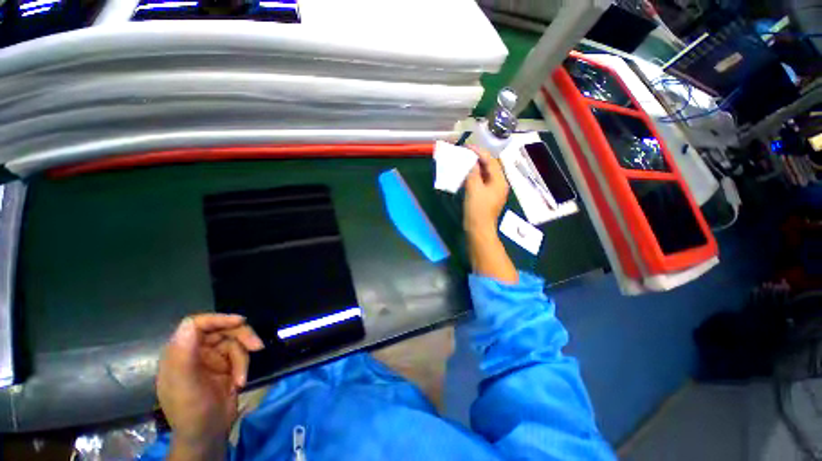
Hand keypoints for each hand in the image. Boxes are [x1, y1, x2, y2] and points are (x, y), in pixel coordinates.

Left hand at [157, 314, 263, 458]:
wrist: (208, 434)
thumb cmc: (191, 410)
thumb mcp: (186, 384)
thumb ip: (185, 354)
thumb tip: (190, 323)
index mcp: (179, 353)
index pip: (196, 324)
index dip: (218, 319)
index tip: (240, 321)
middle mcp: (195, 352)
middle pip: (222, 330)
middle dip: (241, 337)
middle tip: (257, 345)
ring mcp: (211, 359)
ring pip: (235, 343)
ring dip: (243, 357)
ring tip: (242, 377)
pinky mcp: (225, 366)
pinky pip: (240, 356)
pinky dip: (243, 367)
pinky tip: (240, 382)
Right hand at [464, 146, 508, 235]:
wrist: (478, 230)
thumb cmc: (477, 210)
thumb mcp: (474, 189)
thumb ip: (473, 173)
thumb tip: (472, 163)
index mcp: (499, 181)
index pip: (491, 161)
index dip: (479, 152)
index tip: (467, 147)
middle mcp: (499, 184)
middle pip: (490, 167)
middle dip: (478, 159)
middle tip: (465, 153)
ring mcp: (494, 191)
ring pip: (486, 174)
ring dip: (476, 168)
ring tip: (465, 162)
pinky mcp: (487, 197)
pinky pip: (482, 182)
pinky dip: (475, 177)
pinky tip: (467, 176)